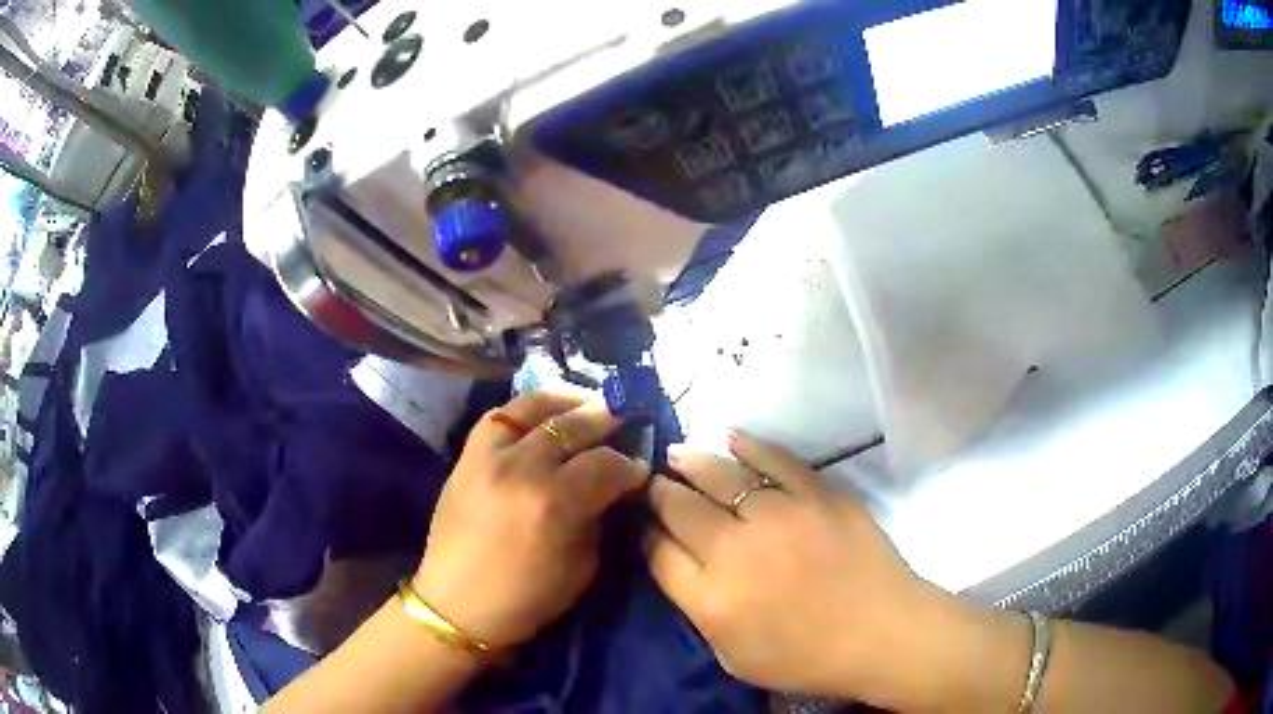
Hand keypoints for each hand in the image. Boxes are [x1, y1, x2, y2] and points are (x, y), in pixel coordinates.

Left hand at [413, 392, 648, 648]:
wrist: (457, 605)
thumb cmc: (527, 599)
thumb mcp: (583, 567)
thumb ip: (598, 517)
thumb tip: (612, 488)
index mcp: (554, 503)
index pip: (606, 464)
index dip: (630, 465)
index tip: (640, 469)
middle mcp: (520, 468)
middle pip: (574, 426)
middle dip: (607, 421)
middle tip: (624, 423)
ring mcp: (487, 457)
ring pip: (532, 407)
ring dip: (567, 401)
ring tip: (587, 405)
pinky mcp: (465, 457)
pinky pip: (498, 417)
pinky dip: (526, 411)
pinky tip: (544, 416)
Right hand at [644, 431, 966, 709]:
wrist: (882, 633)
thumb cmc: (807, 658)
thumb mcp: (735, 657)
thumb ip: (700, 611)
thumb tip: (681, 566)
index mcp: (711, 597)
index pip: (658, 551)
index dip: (646, 533)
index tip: (645, 525)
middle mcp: (735, 549)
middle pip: (679, 508)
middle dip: (660, 493)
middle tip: (655, 483)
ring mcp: (779, 515)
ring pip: (719, 475)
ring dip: (692, 462)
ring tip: (677, 454)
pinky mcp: (817, 493)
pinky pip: (775, 460)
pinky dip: (749, 445)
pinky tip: (731, 436)